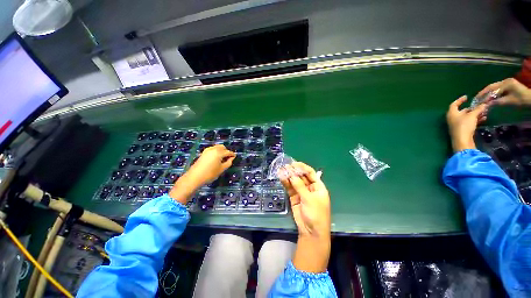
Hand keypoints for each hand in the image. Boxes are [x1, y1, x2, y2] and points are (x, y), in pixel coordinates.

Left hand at [169, 145, 234, 203]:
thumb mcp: (222, 169)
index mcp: (219, 153)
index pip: (228, 152)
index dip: (232, 154)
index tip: (235, 157)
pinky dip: (216, 151)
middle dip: (226, 151)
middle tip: (228, 158)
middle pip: (222, 147)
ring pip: (217, 147)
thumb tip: (231, 158)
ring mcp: (207, 150)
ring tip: (222, 158)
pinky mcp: (203, 153)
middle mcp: (213, 149)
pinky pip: (212, 149)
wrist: (195, 177)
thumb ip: (228, 163)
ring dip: (221, 150)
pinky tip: (215, 158)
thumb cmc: (210, 174)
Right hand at [280, 162, 330, 272]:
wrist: (311, 231)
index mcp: (318, 187)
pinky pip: (290, 188)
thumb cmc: (316, 213)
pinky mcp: (294, 197)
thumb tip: (292, 175)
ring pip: (295, 181)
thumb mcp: (309, 199)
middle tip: (286, 166)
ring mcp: (301, 192)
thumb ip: (300, 186)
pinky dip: (286, 183)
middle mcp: (310, 188)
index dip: (303, 167)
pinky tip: (281, 177)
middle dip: (294, 171)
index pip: (311, 173)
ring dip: (289, 176)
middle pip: (302, 176)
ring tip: (281, 170)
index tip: (295, 163)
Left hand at [446, 96, 487, 151]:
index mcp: (452, 113)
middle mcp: (453, 118)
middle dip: (472, 108)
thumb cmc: (464, 126)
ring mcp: (457, 124)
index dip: (460, 100)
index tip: (467, 97)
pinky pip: (469, 122)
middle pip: (463, 111)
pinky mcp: (462, 130)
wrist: (462, 141)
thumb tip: (484, 104)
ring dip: (476, 114)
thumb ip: (478, 109)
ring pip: (467, 117)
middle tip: (481, 106)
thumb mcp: (472, 115)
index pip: (454, 104)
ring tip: (485, 112)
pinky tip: (484, 118)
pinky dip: (476, 120)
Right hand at [478, 78, 530, 105]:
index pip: (492, 89)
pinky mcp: (508, 85)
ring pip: (494, 88)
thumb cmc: (521, 100)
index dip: (484, 95)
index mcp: (505, 83)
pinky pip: (498, 89)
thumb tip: (486, 104)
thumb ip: (497, 102)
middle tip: (477, 99)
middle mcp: (505, 81)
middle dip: (484, 93)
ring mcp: (507, 83)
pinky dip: (492, 93)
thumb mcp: (509, 101)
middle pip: (491, 87)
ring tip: (482, 99)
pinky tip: (489, 98)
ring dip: (488, 93)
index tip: (478, 101)